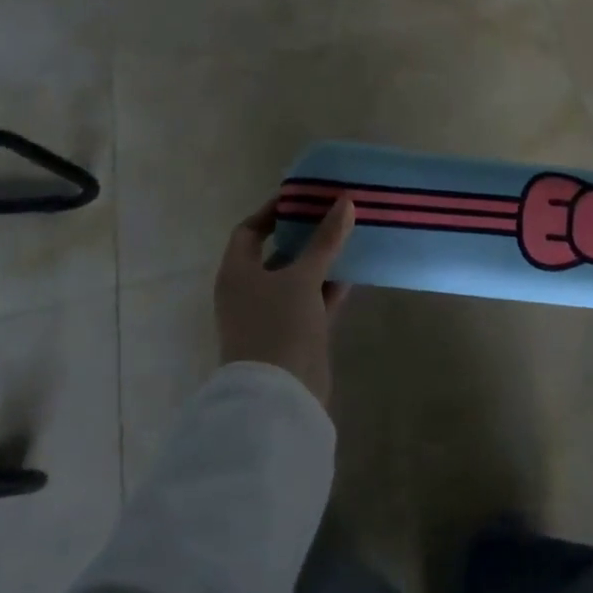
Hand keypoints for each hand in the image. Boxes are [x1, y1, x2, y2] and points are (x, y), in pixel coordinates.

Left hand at [215, 195, 354, 406]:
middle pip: (277, 253)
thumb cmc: (279, 325)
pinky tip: (354, 270)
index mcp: (237, 273)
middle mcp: (250, 291)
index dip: (273, 211)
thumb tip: (345, 201)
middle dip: (304, 233)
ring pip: (298, 276)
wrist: (280, 394)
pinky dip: (330, 285)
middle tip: (334, 211)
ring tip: (350, 234)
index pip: (249, 231)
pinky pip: (313, 299)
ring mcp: (272, 314)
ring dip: (321, 259)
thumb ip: (325, 239)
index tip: (303, 197)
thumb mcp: (303, 277)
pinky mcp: (295, 333)